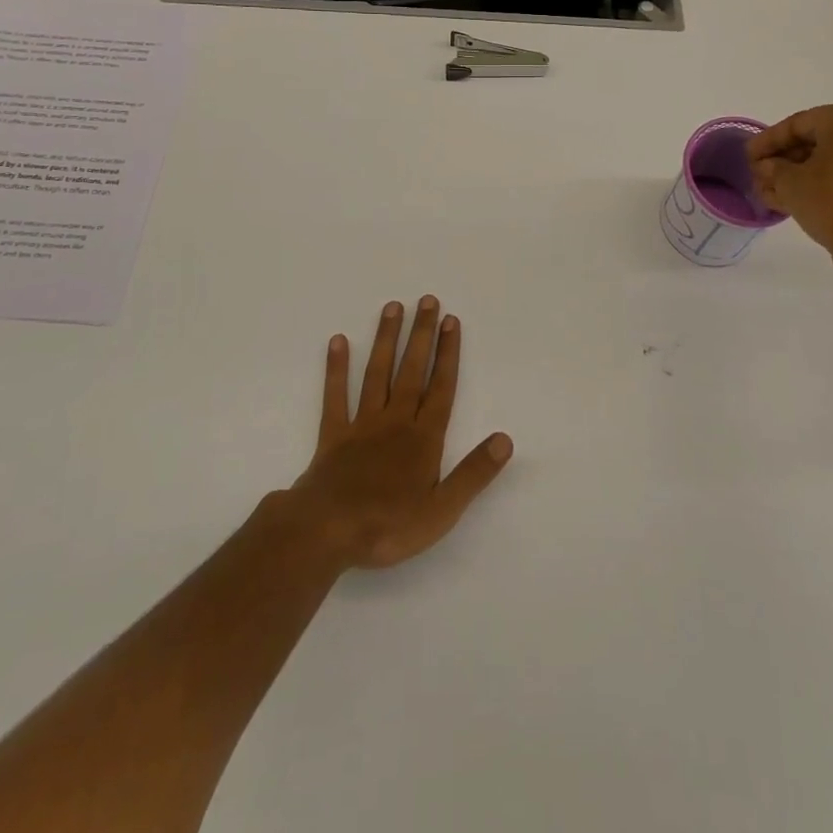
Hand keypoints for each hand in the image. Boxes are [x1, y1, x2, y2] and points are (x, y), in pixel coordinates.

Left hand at [288, 297, 512, 570]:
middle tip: (427, 300)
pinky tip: (339, 341)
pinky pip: (336, 395)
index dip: (448, 354)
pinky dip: (336, 368)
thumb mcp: (442, 510)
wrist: (326, 532)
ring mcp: (362, 425)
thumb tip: (505, 439)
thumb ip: (474, 473)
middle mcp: (395, 421)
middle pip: (411, 371)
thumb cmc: (388, 526)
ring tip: (393, 307)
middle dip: (422, 335)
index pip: (441, 388)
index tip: (451, 321)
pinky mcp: (333, 435)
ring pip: (377, 373)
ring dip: (386, 339)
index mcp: (423, 439)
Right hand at [746, 100, 832, 287]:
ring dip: (803, 172)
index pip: (799, 123)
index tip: (747, 157)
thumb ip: (772, 168)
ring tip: (774, 192)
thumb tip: (766, 166)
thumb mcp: (791, 184)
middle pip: (819, 138)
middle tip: (760, 176)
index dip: (767, 141)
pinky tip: (799, 197)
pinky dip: (827, 179)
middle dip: (785, 159)